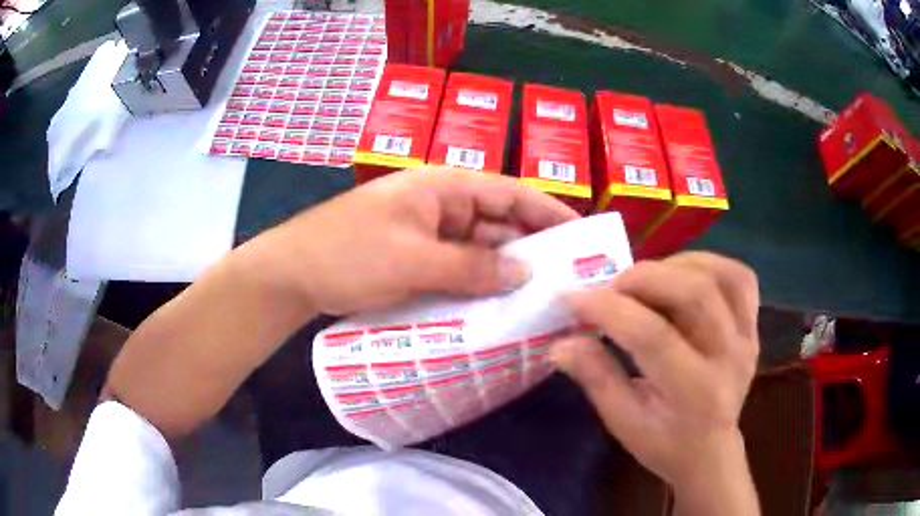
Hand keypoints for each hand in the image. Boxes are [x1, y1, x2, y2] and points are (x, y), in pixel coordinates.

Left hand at [249, 169, 578, 314]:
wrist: (292, 274)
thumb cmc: (348, 254)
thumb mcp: (413, 261)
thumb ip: (472, 267)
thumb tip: (527, 274)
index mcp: (443, 187)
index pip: (510, 193)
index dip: (549, 211)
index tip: (582, 236)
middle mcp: (441, 206)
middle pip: (499, 223)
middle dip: (532, 248)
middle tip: (567, 280)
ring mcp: (428, 234)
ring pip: (480, 250)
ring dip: (505, 271)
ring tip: (541, 299)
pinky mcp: (416, 260)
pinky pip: (458, 269)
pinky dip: (478, 285)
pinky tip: (498, 308)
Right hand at [552, 253, 759, 513]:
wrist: (709, 452)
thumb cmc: (663, 443)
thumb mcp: (622, 421)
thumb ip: (595, 376)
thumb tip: (560, 341)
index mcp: (693, 392)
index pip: (653, 336)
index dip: (609, 309)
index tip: (572, 297)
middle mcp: (729, 358)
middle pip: (693, 293)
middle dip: (643, 278)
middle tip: (611, 287)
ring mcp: (747, 338)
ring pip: (719, 276)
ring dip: (675, 265)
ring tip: (645, 280)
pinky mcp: (753, 327)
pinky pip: (739, 278)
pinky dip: (708, 264)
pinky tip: (682, 274)